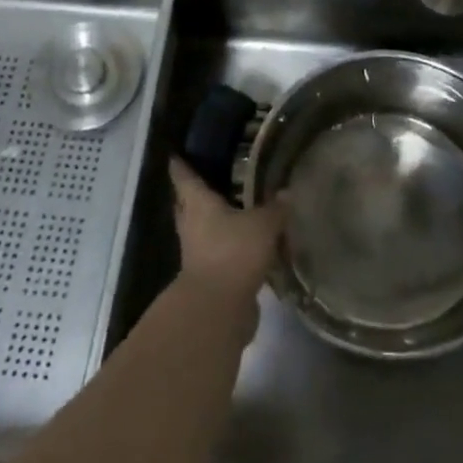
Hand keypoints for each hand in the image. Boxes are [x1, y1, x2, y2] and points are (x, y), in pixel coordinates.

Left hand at [169, 158, 283, 302]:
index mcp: (198, 204)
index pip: (184, 177)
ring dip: (214, 221)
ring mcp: (197, 252)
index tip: (175, 154)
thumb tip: (286, 192)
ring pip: (203, 229)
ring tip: (236, 210)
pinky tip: (248, 244)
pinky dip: (229, 246)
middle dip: (195, 193)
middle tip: (210, 178)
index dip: (180, 165)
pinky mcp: (210, 275)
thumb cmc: (234, 252)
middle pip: (188, 204)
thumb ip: (275, 208)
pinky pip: (218, 252)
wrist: (218, 308)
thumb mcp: (263, 225)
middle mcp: (192, 224)